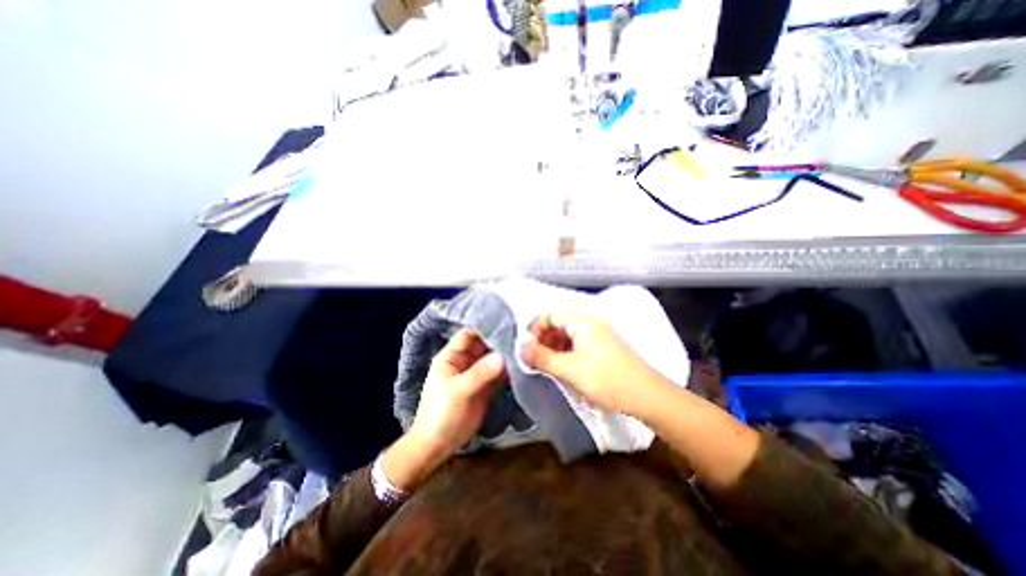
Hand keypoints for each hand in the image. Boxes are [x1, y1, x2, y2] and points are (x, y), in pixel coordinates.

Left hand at [382, 329, 506, 490]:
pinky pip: (498, 374)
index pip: (468, 334)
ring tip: (525, 348)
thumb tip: (503, 356)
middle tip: (521, 335)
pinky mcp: (486, 387)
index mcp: (452, 357)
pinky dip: (508, 370)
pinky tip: (522, 365)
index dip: (484, 327)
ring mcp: (476, 374)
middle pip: (483, 345)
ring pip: (492, 358)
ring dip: (505, 355)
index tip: (505, 322)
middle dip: (499, 340)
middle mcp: (465, 361)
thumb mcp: (458, 390)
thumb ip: (480, 373)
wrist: (439, 445)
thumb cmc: (441, 413)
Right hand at [524, 312, 661, 415]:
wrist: (646, 394)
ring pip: (569, 333)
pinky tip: (563, 365)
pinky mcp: (604, 346)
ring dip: (555, 345)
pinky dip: (567, 351)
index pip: (551, 315)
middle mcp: (591, 322)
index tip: (528, 347)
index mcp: (582, 321)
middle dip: (544, 338)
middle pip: (560, 322)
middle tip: (536, 357)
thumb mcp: (569, 369)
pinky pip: (579, 342)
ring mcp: (599, 333)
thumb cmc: (605, 378)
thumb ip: (542, 357)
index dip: (536, 328)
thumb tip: (521, 348)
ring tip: (547, 363)